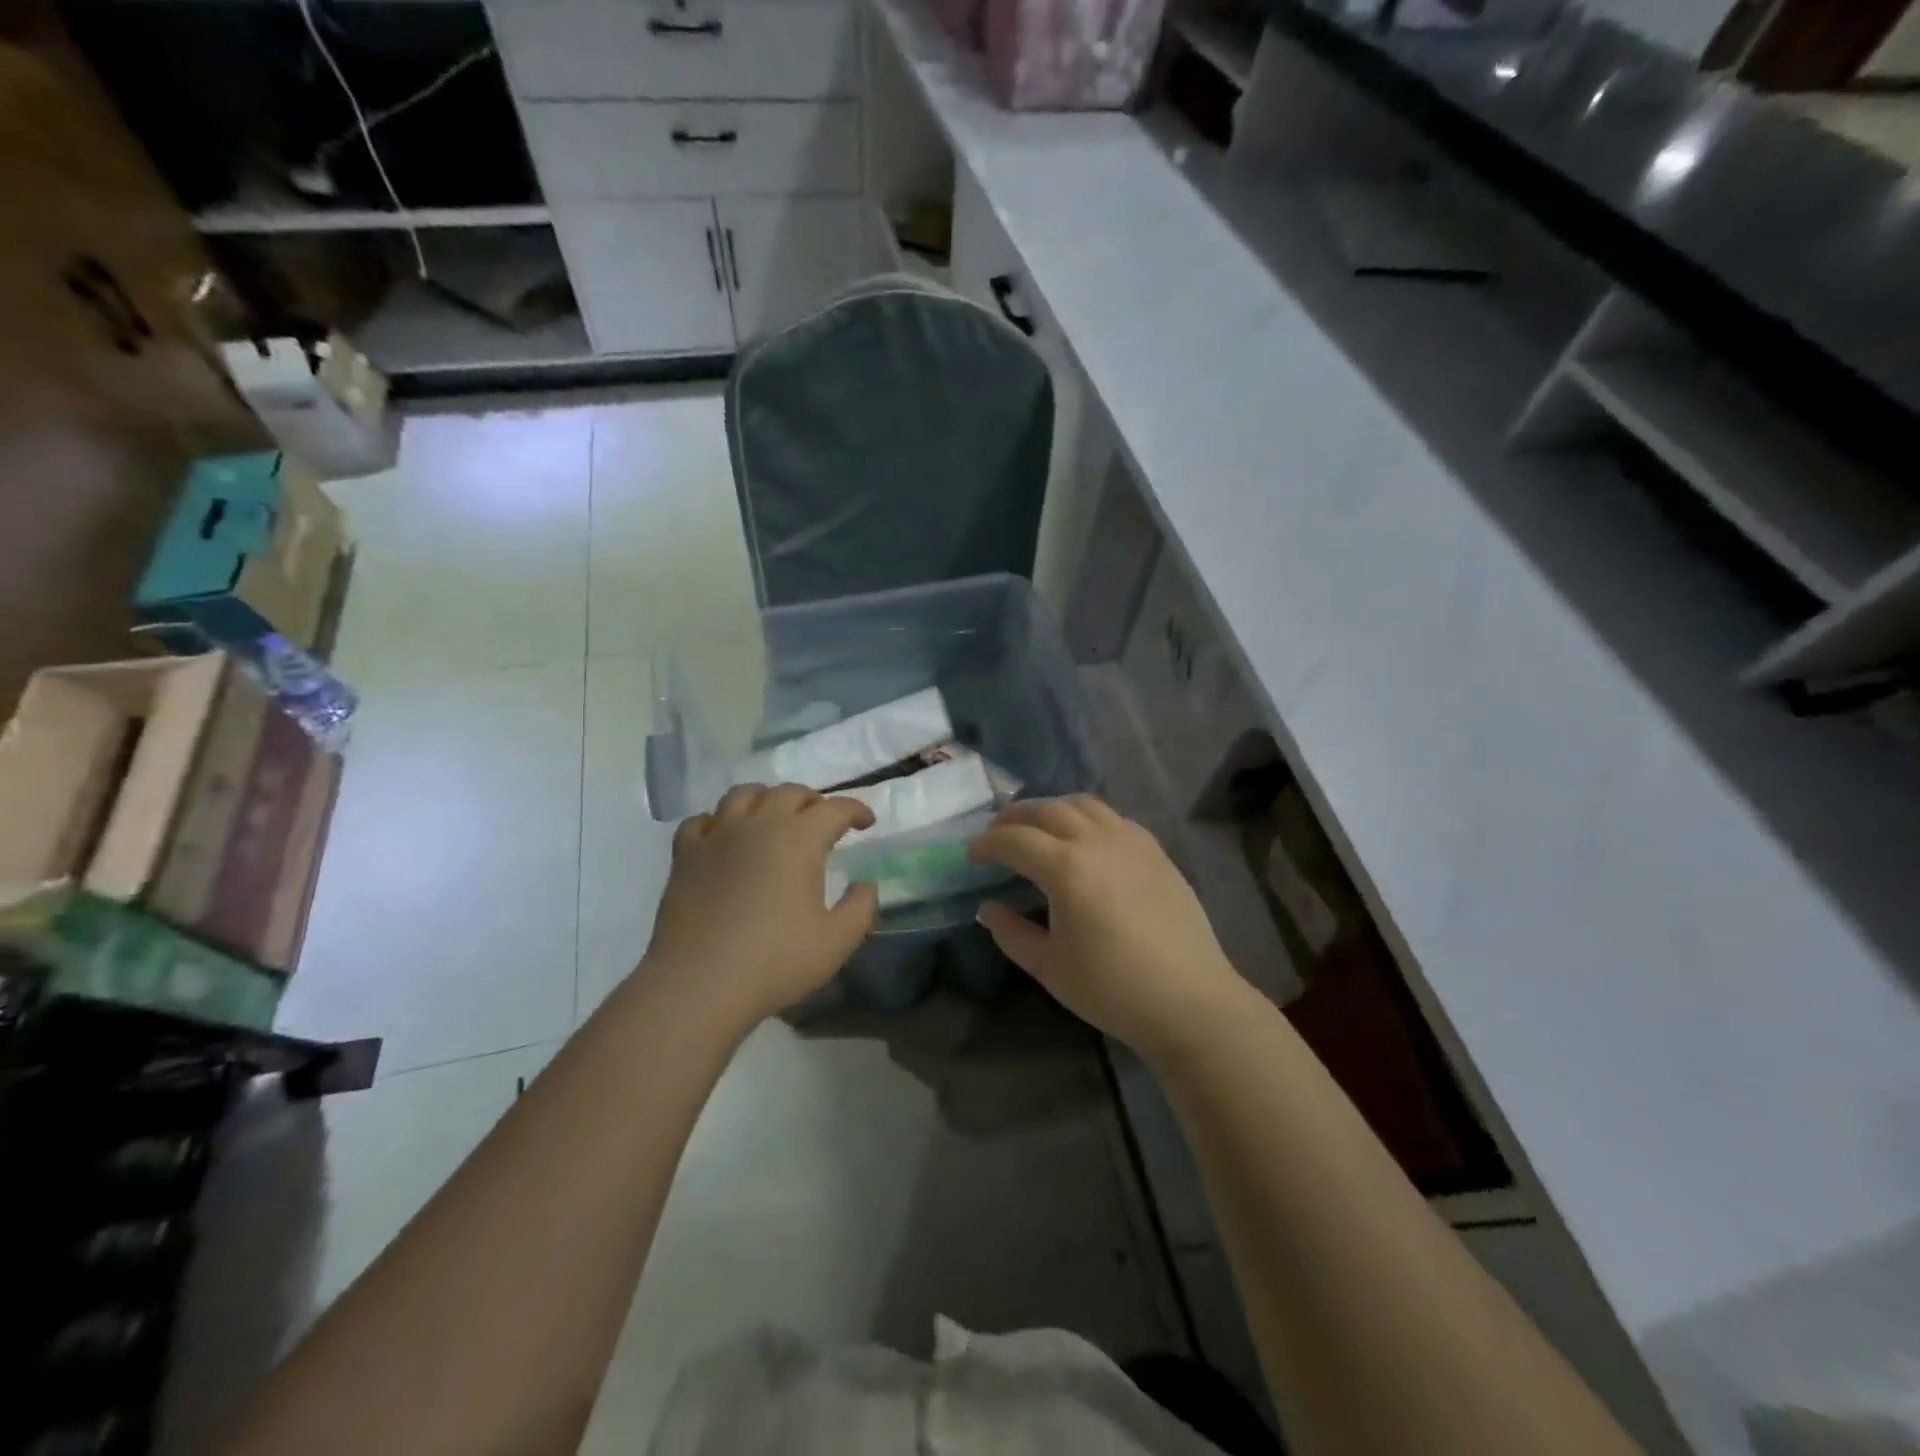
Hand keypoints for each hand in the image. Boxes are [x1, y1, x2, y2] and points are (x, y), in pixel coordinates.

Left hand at [643, 784, 879, 1024]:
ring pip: (743, 795)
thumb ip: (860, 908)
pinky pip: (701, 821)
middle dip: (813, 800)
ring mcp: (717, 836)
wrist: (698, 984)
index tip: (867, 822)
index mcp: (799, 839)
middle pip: (789, 792)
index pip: (834, 808)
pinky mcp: (685, 855)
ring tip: (774, 816)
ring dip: (766, 798)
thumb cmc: (774, 962)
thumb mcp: (836, 942)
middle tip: (823, 820)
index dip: (855, 810)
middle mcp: (759, 825)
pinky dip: (718, 822)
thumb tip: (866, 885)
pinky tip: (723, 837)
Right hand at [969, 797, 1248, 1058]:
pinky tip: (1084, 839)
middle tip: (997, 833)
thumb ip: (1012, 933)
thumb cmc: (1112, 988)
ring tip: (1037, 827)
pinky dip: (1087, 817)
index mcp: (1066, 868)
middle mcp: (1097, 841)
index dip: (988, 843)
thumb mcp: (1049, 967)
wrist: (1188, 999)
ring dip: (1052, 809)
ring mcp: (1131, 841)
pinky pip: (1113, 817)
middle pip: (1047, 810)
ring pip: (1083, 804)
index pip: (1015, 840)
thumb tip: (988, 908)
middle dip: (1015, 817)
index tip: (972, 854)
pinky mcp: (1155, 850)